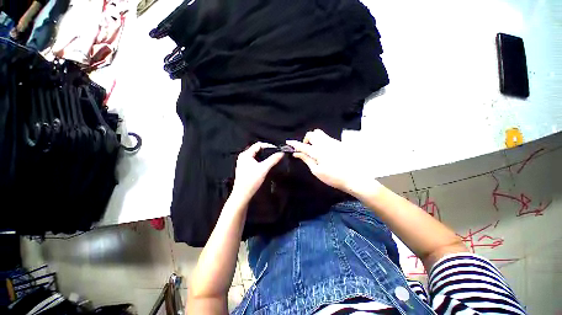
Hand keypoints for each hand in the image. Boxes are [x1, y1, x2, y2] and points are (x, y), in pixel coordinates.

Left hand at [231, 142, 283, 202]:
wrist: (242, 194)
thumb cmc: (252, 180)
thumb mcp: (264, 169)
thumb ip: (273, 160)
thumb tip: (281, 153)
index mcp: (246, 154)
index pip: (258, 145)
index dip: (268, 145)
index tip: (277, 149)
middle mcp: (243, 156)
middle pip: (256, 149)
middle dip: (266, 150)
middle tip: (275, 153)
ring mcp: (243, 162)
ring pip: (255, 155)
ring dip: (264, 156)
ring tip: (272, 158)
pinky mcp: (244, 168)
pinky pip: (253, 160)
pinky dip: (260, 160)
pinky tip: (265, 164)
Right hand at [287, 129, 379, 195]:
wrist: (354, 178)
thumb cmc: (333, 177)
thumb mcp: (317, 170)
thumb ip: (306, 159)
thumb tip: (297, 153)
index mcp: (318, 151)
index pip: (302, 145)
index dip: (294, 144)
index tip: (288, 142)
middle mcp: (325, 143)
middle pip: (312, 134)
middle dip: (306, 139)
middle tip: (307, 149)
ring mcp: (333, 142)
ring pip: (320, 134)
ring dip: (314, 139)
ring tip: (315, 150)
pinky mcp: (339, 143)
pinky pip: (327, 138)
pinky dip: (322, 141)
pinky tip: (325, 152)